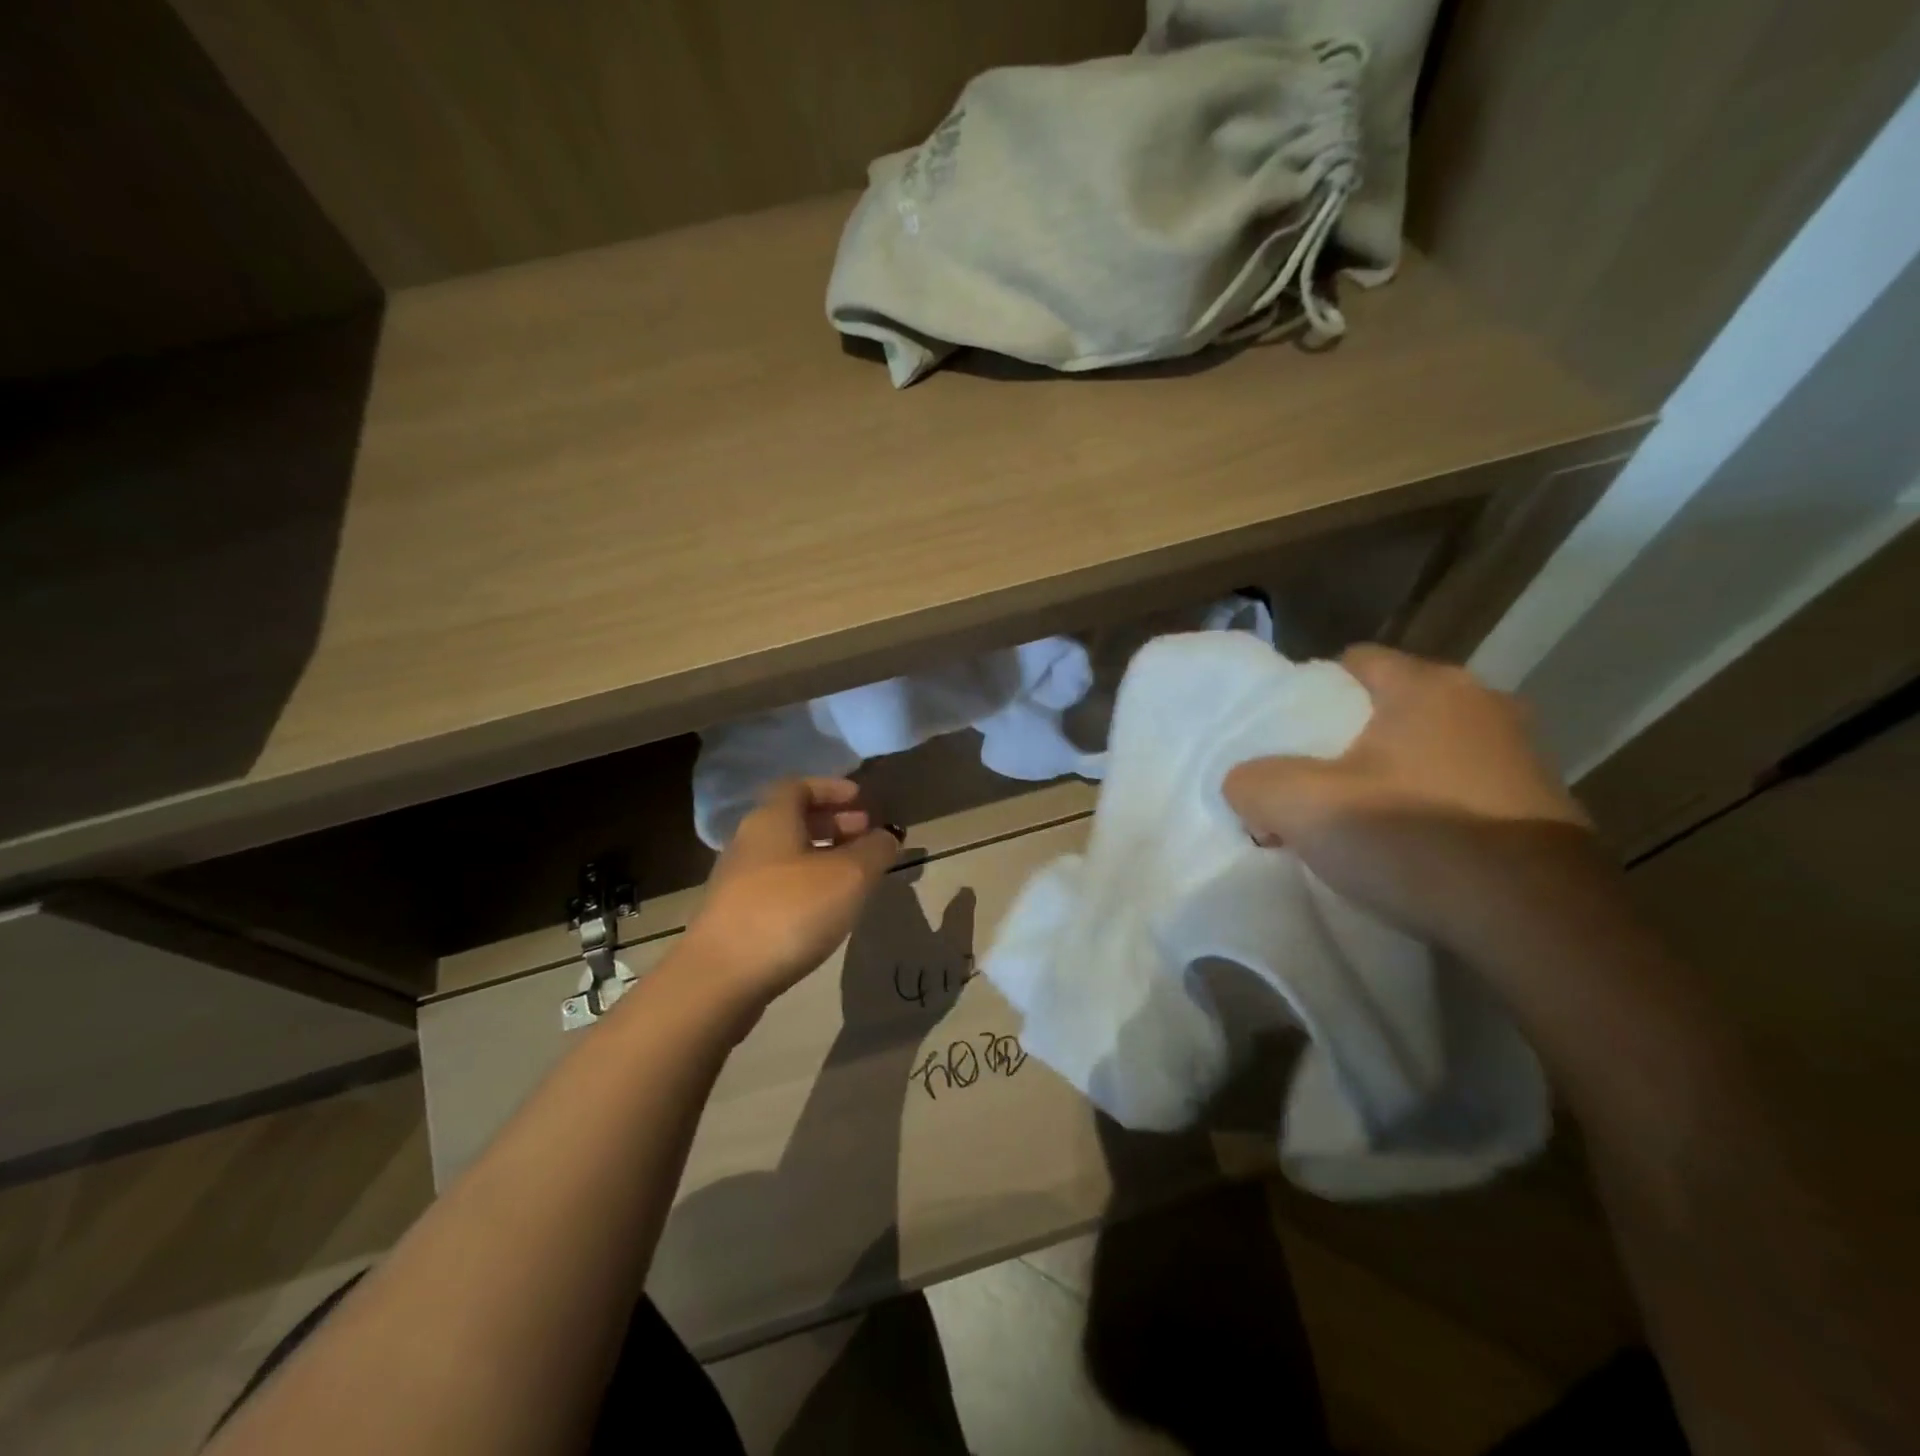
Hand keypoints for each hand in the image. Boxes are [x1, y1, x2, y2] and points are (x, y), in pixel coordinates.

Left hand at [682, 778, 902, 1009]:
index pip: (799, 786)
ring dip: (822, 856)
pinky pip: (778, 885)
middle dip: (833, 823)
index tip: (861, 800)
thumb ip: (875, 850)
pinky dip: (807, 884)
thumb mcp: (849, 876)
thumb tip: (887, 836)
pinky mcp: (735, 916)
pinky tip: (826, 909)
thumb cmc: (789, 911)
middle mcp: (749, 842)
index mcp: (772, 820)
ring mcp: (738, 881)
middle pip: (792, 820)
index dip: (832, 789)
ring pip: (786, 854)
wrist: (720, 978)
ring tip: (855, 875)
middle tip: (866, 835)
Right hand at [1223, 645, 1594, 948]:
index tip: (1286, 739)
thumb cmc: (1414, 839)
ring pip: (1426, 749)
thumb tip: (1247, 785)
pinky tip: (1410, 849)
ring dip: (1390, 775)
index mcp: (1427, 686)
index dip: (1309, 694)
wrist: (1539, 923)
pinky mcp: (1542, 806)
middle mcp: (1482, 703)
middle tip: (1310, 782)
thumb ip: (1252, 781)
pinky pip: (1461, 788)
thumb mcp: (1300, 806)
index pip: (1353, 662)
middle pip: (1389, 707)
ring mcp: (1522, 755)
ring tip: (1356, 821)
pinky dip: (1430, 807)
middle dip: (1346, 740)